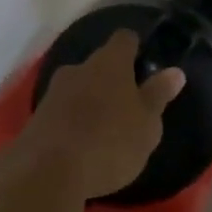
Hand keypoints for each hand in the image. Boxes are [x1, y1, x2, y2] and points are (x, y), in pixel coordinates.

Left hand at [18, 31, 187, 200]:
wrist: (47, 172)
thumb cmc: (110, 142)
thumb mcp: (147, 124)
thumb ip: (158, 95)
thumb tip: (174, 72)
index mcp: (109, 63)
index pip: (124, 39)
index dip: (135, 48)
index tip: (143, 62)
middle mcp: (78, 68)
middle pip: (99, 64)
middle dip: (112, 80)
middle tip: (128, 105)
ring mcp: (53, 92)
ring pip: (78, 88)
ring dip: (91, 102)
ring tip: (105, 130)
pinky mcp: (37, 118)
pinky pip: (62, 112)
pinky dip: (73, 122)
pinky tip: (81, 145)